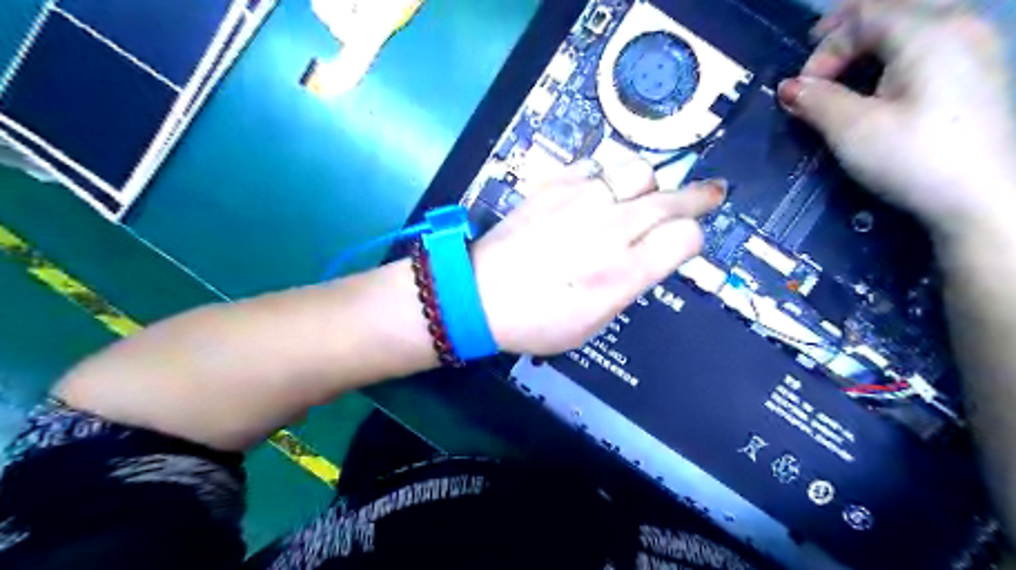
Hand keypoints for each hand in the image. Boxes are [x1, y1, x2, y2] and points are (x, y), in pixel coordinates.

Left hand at [473, 159, 725, 355]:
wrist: (479, 294)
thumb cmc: (538, 321)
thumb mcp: (595, 322)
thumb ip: (631, 283)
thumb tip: (653, 253)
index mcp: (623, 272)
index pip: (686, 237)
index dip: (692, 239)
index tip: (685, 243)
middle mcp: (610, 228)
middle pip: (672, 198)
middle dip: (698, 197)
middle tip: (710, 193)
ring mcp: (581, 200)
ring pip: (638, 170)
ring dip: (650, 184)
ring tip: (645, 195)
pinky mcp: (554, 184)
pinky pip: (597, 164)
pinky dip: (607, 175)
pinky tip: (602, 189)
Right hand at [779, 0, 1015, 240]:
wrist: (980, 198)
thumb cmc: (912, 158)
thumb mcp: (851, 129)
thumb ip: (816, 101)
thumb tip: (788, 88)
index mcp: (930, 31)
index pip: (863, 16)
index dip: (823, 49)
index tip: (801, 91)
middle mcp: (960, 25)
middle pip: (890, 12)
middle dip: (844, 37)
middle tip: (815, 69)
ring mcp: (976, 46)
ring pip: (910, 26)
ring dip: (868, 46)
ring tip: (841, 76)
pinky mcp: (978, 72)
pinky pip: (927, 44)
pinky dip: (892, 56)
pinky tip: (878, 85)